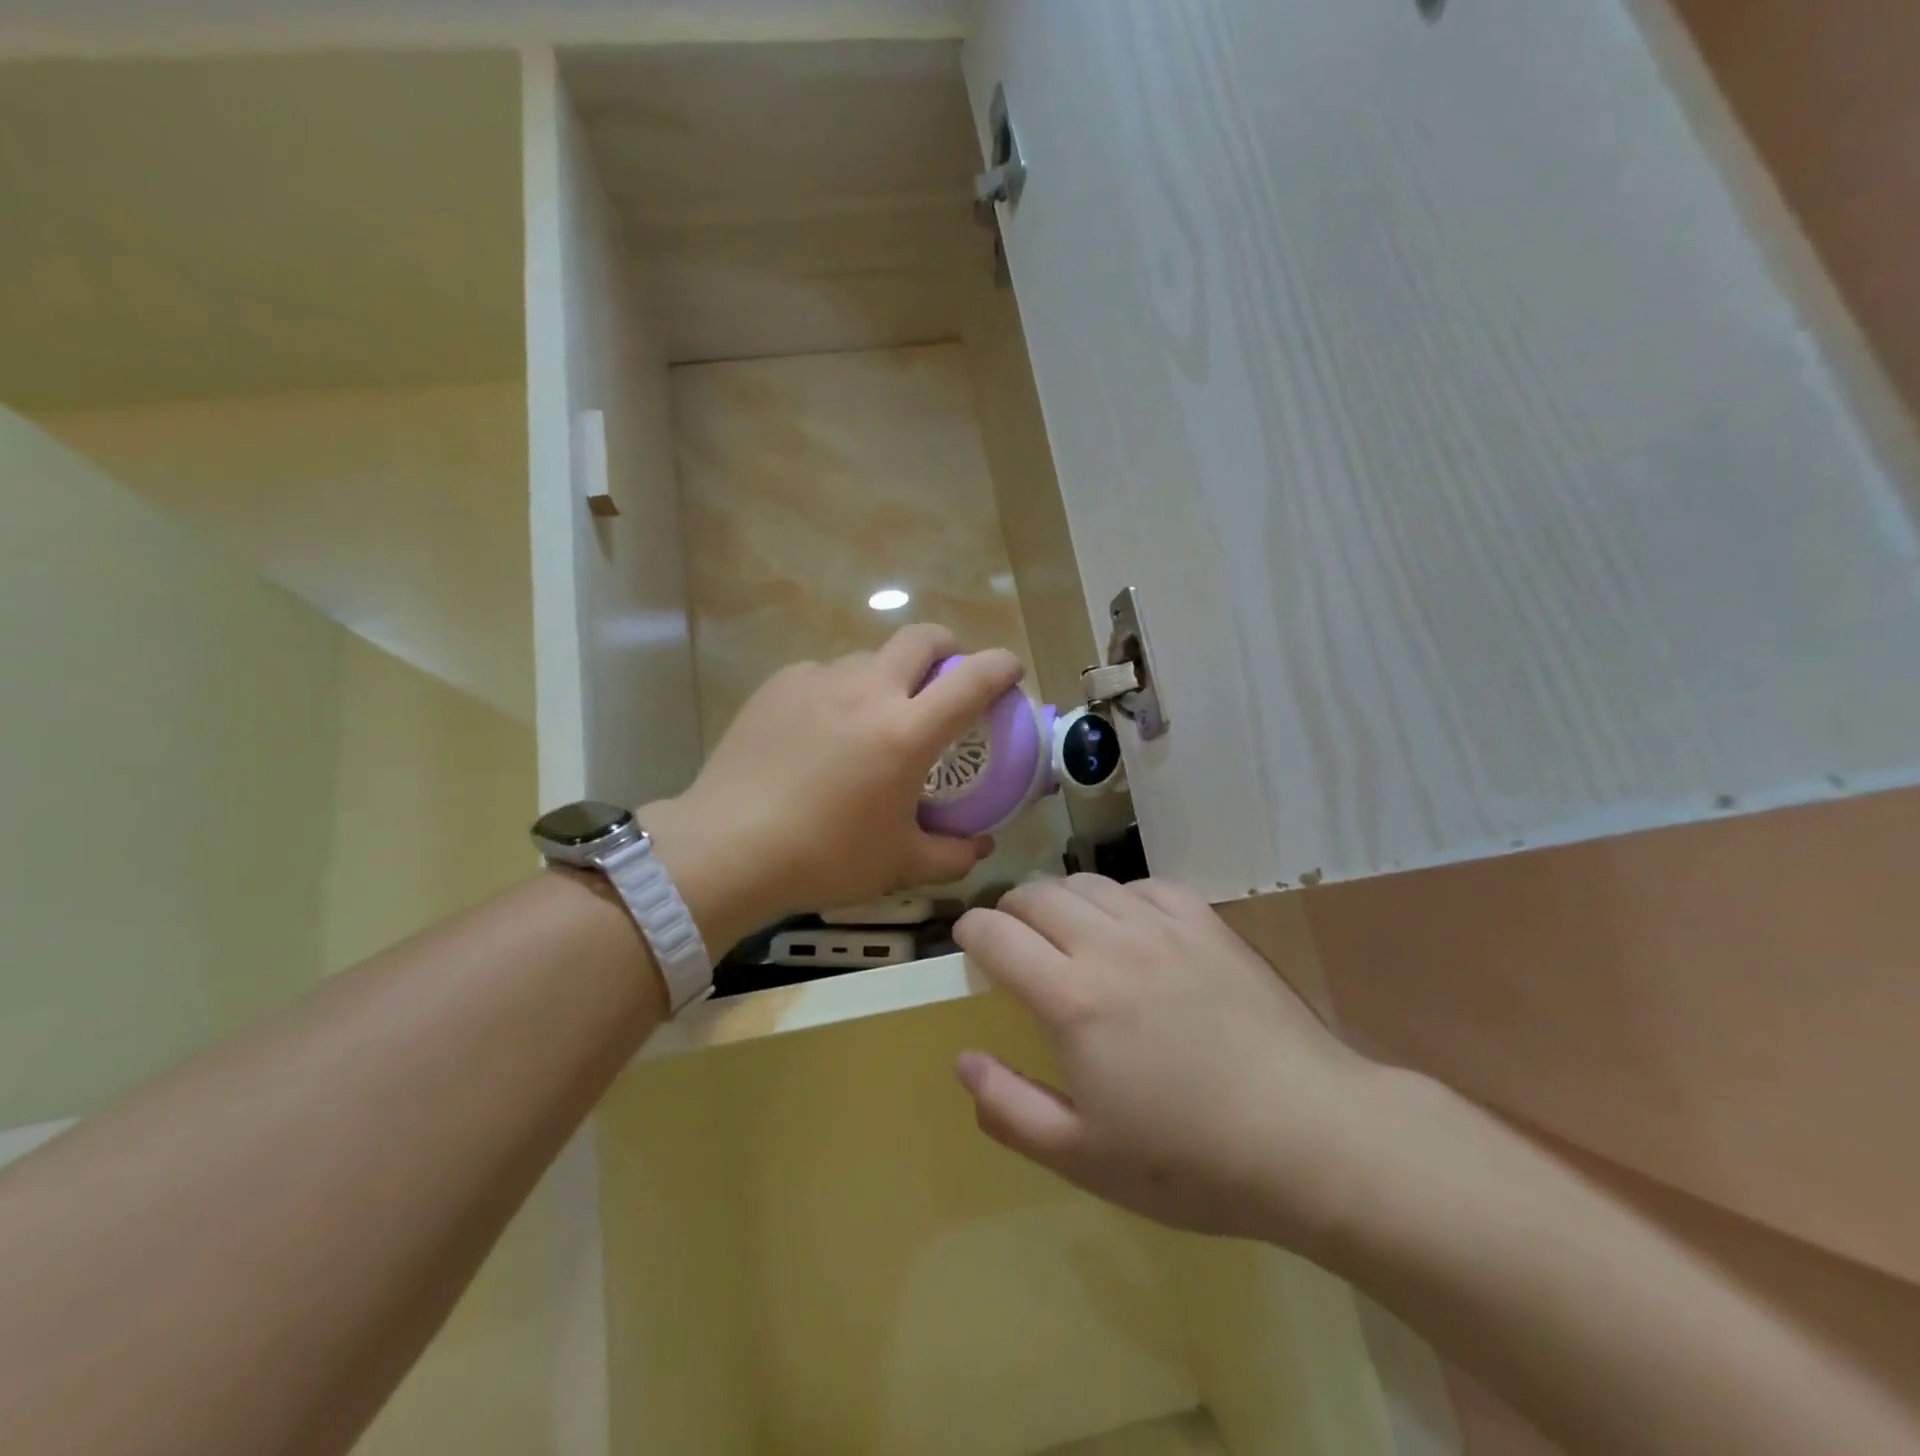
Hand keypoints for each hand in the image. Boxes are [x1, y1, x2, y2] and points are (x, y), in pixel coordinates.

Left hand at [645, 624, 1023, 946]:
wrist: (726, 849)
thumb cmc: (823, 858)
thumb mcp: (899, 865)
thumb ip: (953, 855)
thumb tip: (981, 845)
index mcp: (906, 732)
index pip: (973, 679)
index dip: (1002, 666)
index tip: (1010, 672)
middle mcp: (867, 691)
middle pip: (920, 638)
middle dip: (945, 648)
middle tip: (943, 681)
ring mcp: (818, 681)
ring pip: (868, 658)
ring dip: (886, 676)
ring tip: (871, 718)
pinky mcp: (778, 685)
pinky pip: (822, 675)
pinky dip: (837, 692)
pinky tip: (819, 731)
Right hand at [952, 876, 1388, 1254]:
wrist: (1310, 1135)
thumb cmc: (1190, 1159)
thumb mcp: (1083, 1156)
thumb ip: (1009, 1108)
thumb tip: (963, 1061)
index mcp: (1072, 999)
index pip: (997, 934)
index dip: (971, 930)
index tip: (968, 943)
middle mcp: (1110, 945)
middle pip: (1035, 895)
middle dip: (1009, 910)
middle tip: (1011, 939)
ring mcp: (1162, 926)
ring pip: (1087, 883)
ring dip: (1059, 899)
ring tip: (1065, 931)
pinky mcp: (1205, 922)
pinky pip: (1143, 885)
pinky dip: (1119, 898)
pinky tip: (1129, 927)